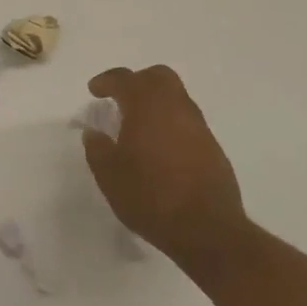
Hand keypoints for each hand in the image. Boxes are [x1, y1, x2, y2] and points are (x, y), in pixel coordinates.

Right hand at [81, 65, 248, 268]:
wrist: (207, 229)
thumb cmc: (150, 197)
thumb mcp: (110, 176)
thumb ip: (97, 149)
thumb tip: (94, 132)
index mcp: (147, 106)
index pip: (124, 79)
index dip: (106, 81)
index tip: (94, 90)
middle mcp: (176, 107)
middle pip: (158, 76)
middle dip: (137, 81)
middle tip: (121, 99)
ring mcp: (198, 126)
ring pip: (176, 97)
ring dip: (156, 102)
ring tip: (138, 125)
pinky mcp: (212, 146)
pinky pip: (187, 121)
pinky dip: (170, 123)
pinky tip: (160, 147)